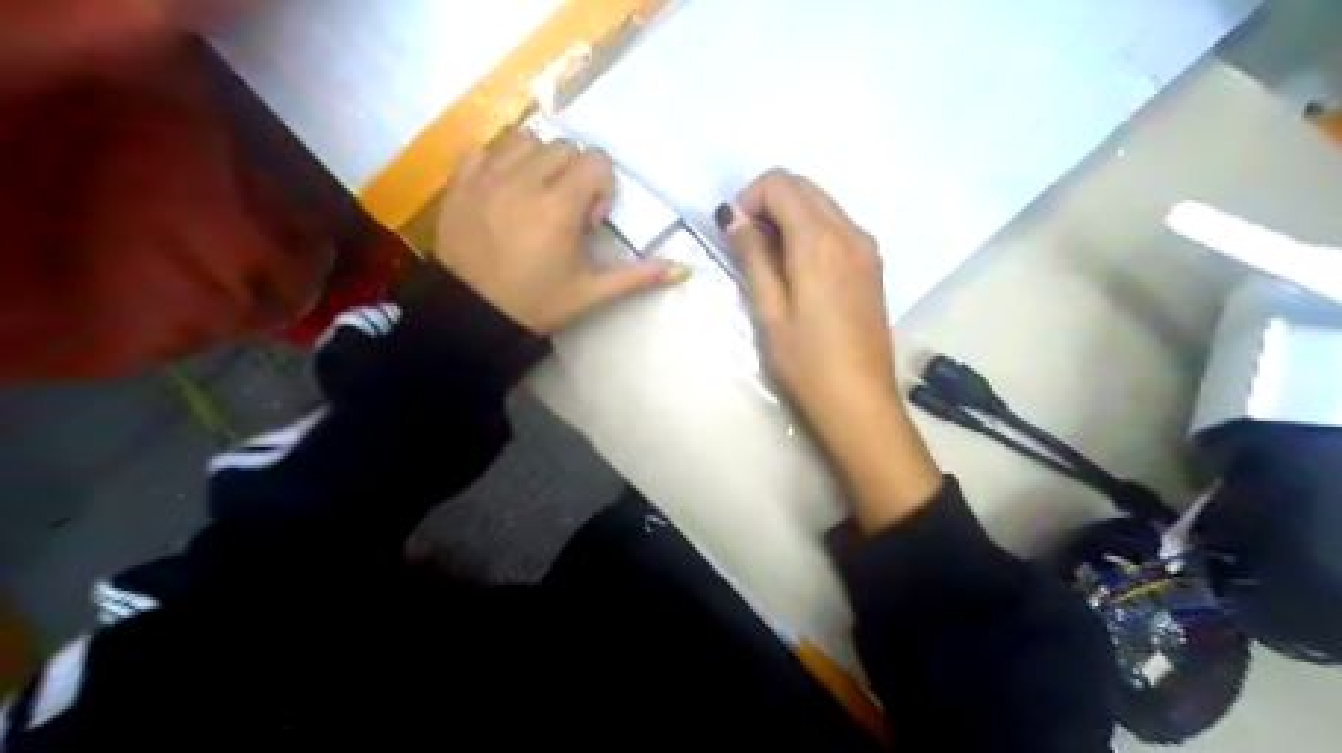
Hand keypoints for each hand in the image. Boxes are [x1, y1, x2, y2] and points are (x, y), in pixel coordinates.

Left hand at [438, 133, 690, 333]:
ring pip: (525, 141)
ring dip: (538, 163)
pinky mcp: (459, 182)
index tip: (588, 223)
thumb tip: (683, 270)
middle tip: (564, 215)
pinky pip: (485, 149)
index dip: (602, 187)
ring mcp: (487, 177)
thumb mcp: (590, 293)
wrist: (471, 315)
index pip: (595, 160)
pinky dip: (499, 162)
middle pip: (563, 148)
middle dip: (574, 176)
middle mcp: (523, 180)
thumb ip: (637, 277)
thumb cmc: (535, 304)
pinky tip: (502, 192)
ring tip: (534, 199)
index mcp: (558, 206)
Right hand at [718, 168, 894, 440]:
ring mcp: (867, 248)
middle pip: (804, 187)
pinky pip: (838, 227)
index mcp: (820, 241)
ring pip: (823, 204)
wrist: (859, 402)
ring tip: (770, 260)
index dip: (750, 198)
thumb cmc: (806, 362)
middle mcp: (850, 232)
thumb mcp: (769, 310)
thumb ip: (753, 256)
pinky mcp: (872, 266)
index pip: (781, 184)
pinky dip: (812, 231)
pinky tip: (798, 269)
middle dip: (769, 202)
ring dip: (791, 216)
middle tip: (748, 244)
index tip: (735, 233)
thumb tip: (735, 217)